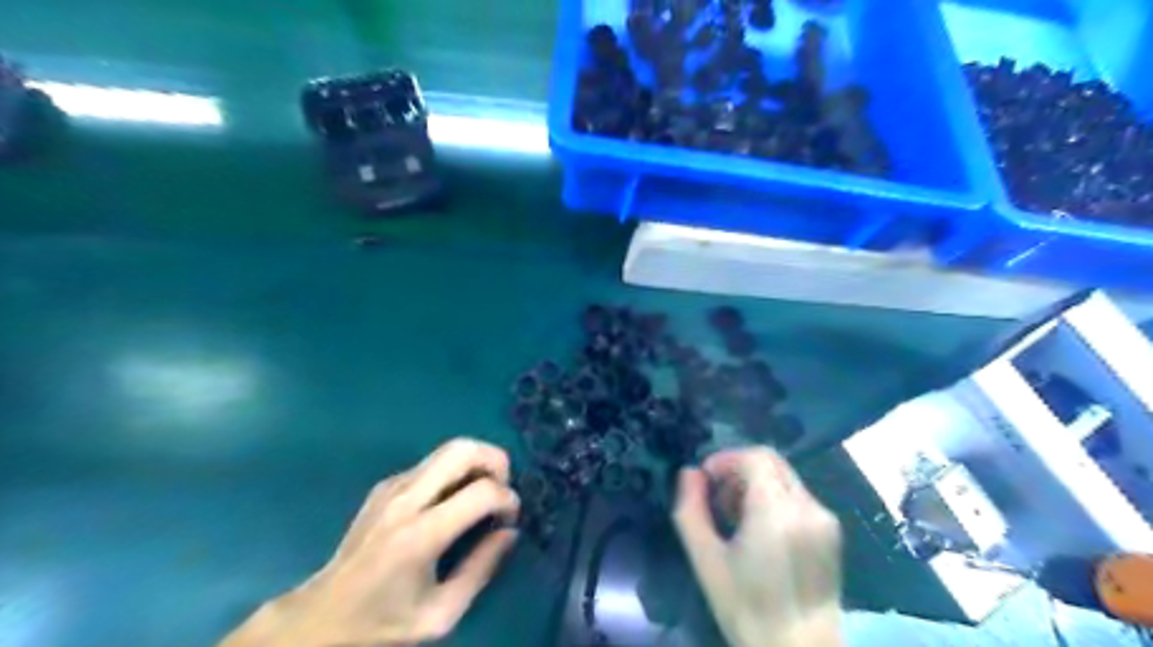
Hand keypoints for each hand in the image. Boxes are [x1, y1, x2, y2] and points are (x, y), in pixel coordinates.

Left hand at [217, 437, 522, 644]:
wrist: (321, 616)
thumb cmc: (383, 622)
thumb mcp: (441, 613)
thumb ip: (481, 570)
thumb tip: (510, 532)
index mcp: (420, 535)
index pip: (480, 492)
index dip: (508, 499)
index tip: (510, 519)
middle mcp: (405, 499)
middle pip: (462, 449)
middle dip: (495, 460)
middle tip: (503, 488)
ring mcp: (392, 487)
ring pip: (448, 448)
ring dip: (476, 462)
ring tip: (483, 494)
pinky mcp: (385, 485)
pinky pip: (432, 463)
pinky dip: (455, 471)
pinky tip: (454, 501)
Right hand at [672, 447, 845, 646]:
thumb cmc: (747, 607)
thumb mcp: (705, 560)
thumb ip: (690, 509)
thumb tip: (689, 473)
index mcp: (777, 511)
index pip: (755, 456)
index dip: (726, 459)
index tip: (706, 481)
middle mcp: (808, 506)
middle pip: (772, 461)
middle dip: (739, 469)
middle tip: (719, 500)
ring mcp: (825, 518)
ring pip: (784, 477)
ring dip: (756, 484)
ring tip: (738, 519)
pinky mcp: (833, 532)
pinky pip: (798, 496)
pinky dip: (774, 498)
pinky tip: (762, 531)